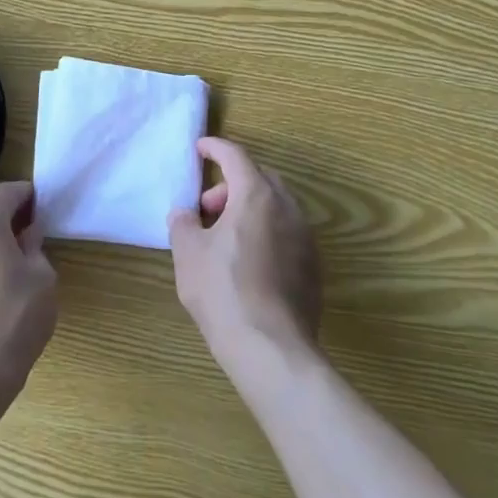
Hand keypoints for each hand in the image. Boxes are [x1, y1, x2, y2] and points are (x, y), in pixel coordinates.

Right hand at [169, 138, 321, 381]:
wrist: (271, 348)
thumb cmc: (222, 291)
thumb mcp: (188, 253)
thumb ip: (183, 223)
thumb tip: (186, 214)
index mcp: (256, 195)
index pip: (235, 157)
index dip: (215, 148)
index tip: (200, 148)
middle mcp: (287, 208)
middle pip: (260, 178)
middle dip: (231, 184)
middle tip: (207, 208)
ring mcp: (305, 238)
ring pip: (276, 207)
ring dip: (249, 209)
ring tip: (224, 238)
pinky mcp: (314, 267)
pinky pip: (287, 234)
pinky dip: (265, 233)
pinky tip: (247, 263)